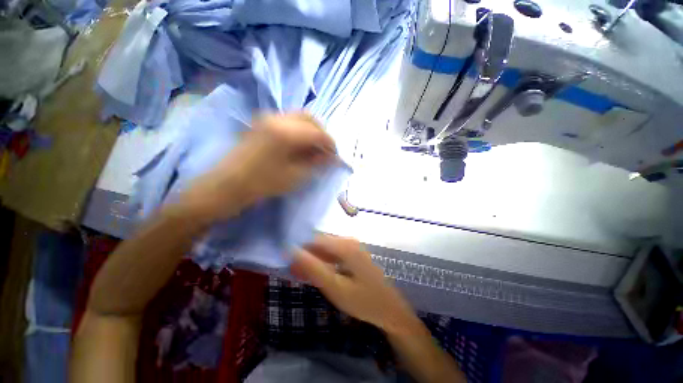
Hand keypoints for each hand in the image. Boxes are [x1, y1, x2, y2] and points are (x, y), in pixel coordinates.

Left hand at [180, 113, 335, 221]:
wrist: (227, 184)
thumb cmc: (263, 183)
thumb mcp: (295, 175)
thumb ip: (316, 162)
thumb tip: (331, 157)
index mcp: (287, 132)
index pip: (318, 133)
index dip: (331, 144)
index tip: (336, 156)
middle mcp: (278, 118)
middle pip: (310, 118)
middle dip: (322, 133)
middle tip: (326, 150)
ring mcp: (268, 118)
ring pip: (299, 117)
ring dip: (311, 130)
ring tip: (314, 148)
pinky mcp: (261, 122)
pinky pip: (288, 120)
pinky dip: (299, 129)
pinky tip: (300, 143)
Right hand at [291, 235, 416, 332]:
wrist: (390, 310)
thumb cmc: (363, 301)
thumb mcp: (335, 287)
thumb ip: (313, 268)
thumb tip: (292, 251)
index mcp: (345, 245)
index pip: (314, 239)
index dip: (298, 248)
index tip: (285, 260)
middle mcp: (348, 241)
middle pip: (320, 243)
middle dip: (305, 255)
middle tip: (291, 270)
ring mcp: (352, 248)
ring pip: (326, 250)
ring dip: (312, 260)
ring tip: (298, 273)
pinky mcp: (354, 255)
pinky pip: (333, 255)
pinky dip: (322, 263)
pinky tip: (315, 273)